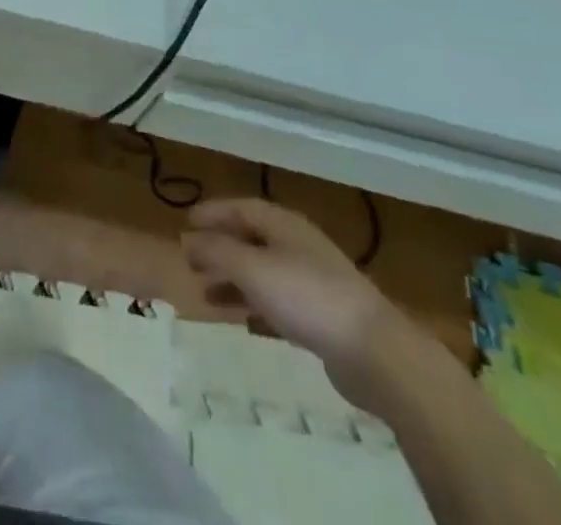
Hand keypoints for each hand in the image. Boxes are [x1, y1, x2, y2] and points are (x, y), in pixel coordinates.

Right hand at [183, 197, 416, 411]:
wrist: (375, 353)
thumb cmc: (307, 297)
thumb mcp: (252, 268)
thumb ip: (216, 250)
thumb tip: (186, 238)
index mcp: (283, 224)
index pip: (241, 207)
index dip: (212, 212)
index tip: (185, 223)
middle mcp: (297, 245)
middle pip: (251, 238)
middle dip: (219, 247)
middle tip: (190, 260)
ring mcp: (312, 280)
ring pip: (262, 271)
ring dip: (232, 278)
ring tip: (205, 294)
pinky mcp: (322, 316)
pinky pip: (277, 300)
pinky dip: (254, 304)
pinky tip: (241, 321)